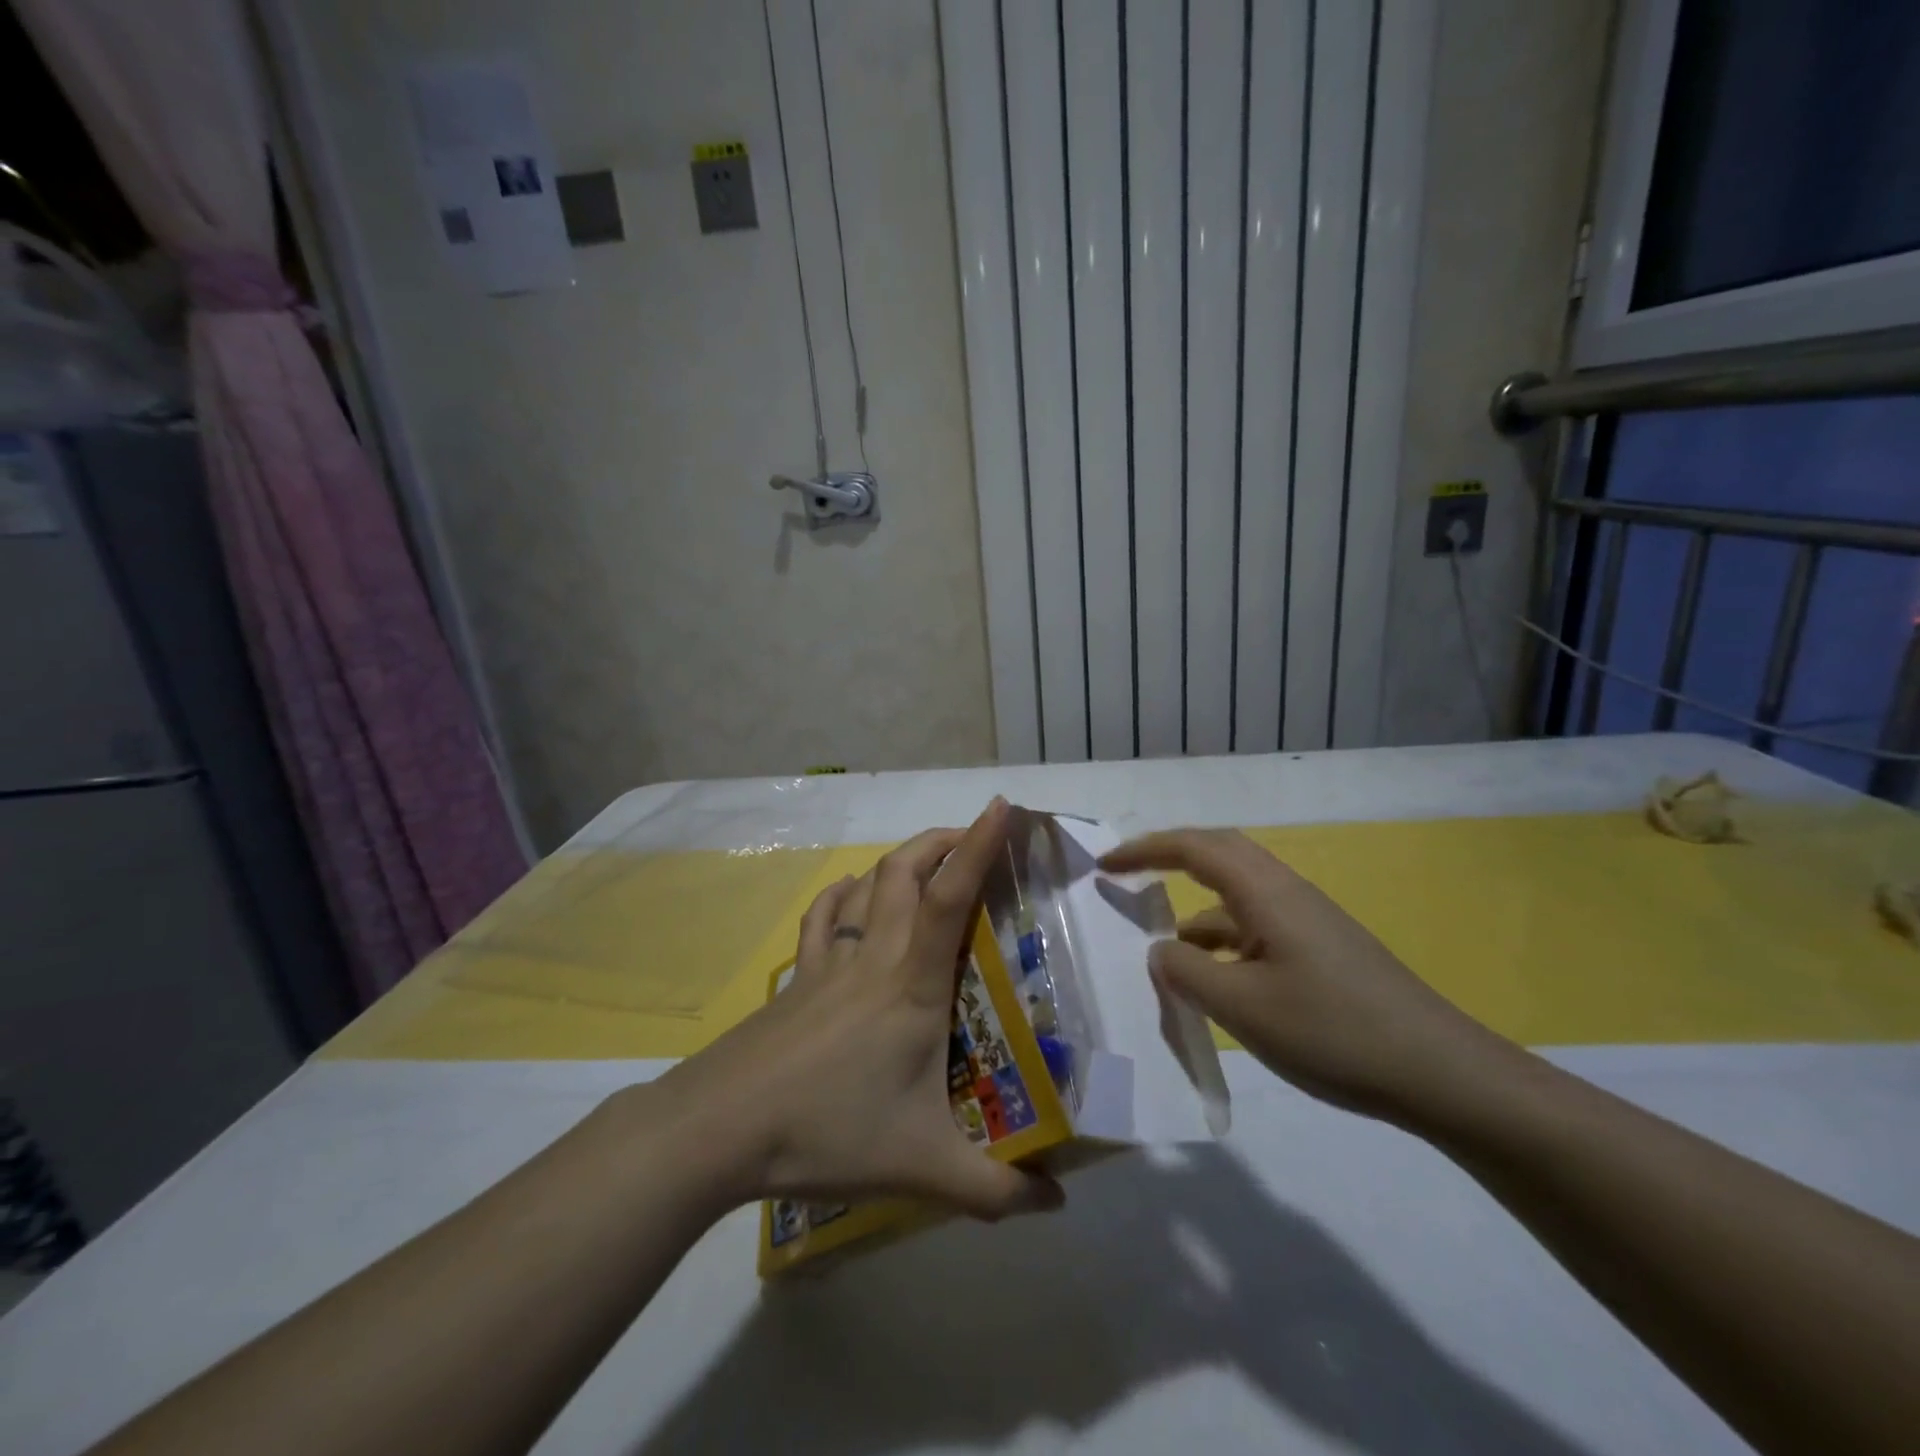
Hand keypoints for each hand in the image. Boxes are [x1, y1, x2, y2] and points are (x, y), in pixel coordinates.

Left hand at [658, 798, 1063, 1220]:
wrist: (719, 1129)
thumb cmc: (827, 1132)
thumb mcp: (923, 1168)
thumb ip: (995, 1191)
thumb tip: (1057, 1206)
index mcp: (912, 986)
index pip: (951, 898)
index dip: (978, 847)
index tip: (1002, 807)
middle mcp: (874, 959)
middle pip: (905, 871)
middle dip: (942, 840)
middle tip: (974, 837)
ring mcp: (828, 964)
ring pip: (867, 885)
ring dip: (900, 859)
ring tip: (927, 860)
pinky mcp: (795, 979)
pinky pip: (822, 918)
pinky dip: (843, 893)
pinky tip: (852, 893)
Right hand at [1100, 829, 1523, 1128]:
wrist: (1440, 1072)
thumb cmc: (1333, 1031)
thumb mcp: (1242, 1006)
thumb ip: (1186, 972)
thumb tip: (1161, 950)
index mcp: (1266, 893)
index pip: (1193, 849)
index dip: (1144, 851)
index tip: (1105, 867)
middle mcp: (1287, 893)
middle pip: (1218, 854)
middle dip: (1168, 858)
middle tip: (1127, 876)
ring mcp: (1308, 922)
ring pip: (1237, 895)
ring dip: (1195, 906)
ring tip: (1162, 944)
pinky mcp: (1322, 950)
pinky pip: (1257, 926)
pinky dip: (1222, 938)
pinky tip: (1214, 978)